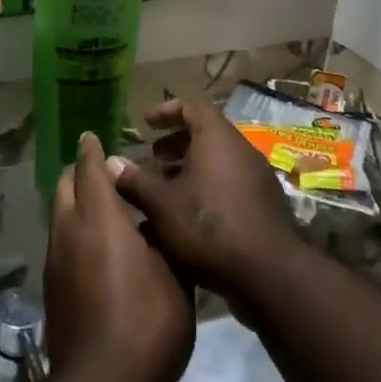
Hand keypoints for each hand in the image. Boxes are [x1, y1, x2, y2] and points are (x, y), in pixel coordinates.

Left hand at [45, 132, 193, 381]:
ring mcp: (54, 259)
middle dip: (80, 173)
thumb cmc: (148, 323)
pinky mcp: (51, 286)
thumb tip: (152, 224)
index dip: (91, 150)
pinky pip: (61, 243)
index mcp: (99, 217)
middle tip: (105, 174)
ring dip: (76, 204)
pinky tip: (99, 253)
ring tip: (106, 214)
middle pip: (64, 185)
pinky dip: (75, 233)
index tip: (92, 136)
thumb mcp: (175, 276)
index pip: (89, 168)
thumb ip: (162, 240)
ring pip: (60, 215)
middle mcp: (69, 229)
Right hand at [108, 97, 300, 315]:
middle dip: (174, 145)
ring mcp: (256, 178)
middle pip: (205, 134)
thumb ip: (135, 180)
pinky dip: (205, 189)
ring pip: (216, 162)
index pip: (191, 106)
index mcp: (217, 138)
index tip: (145, 124)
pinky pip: (228, 184)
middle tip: (150, 159)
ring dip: (188, 170)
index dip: (166, 110)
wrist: (270, 275)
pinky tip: (186, 217)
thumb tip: (111, 162)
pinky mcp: (263, 205)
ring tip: (162, 190)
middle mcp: (240, 150)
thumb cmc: (209, 227)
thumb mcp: (162, 204)